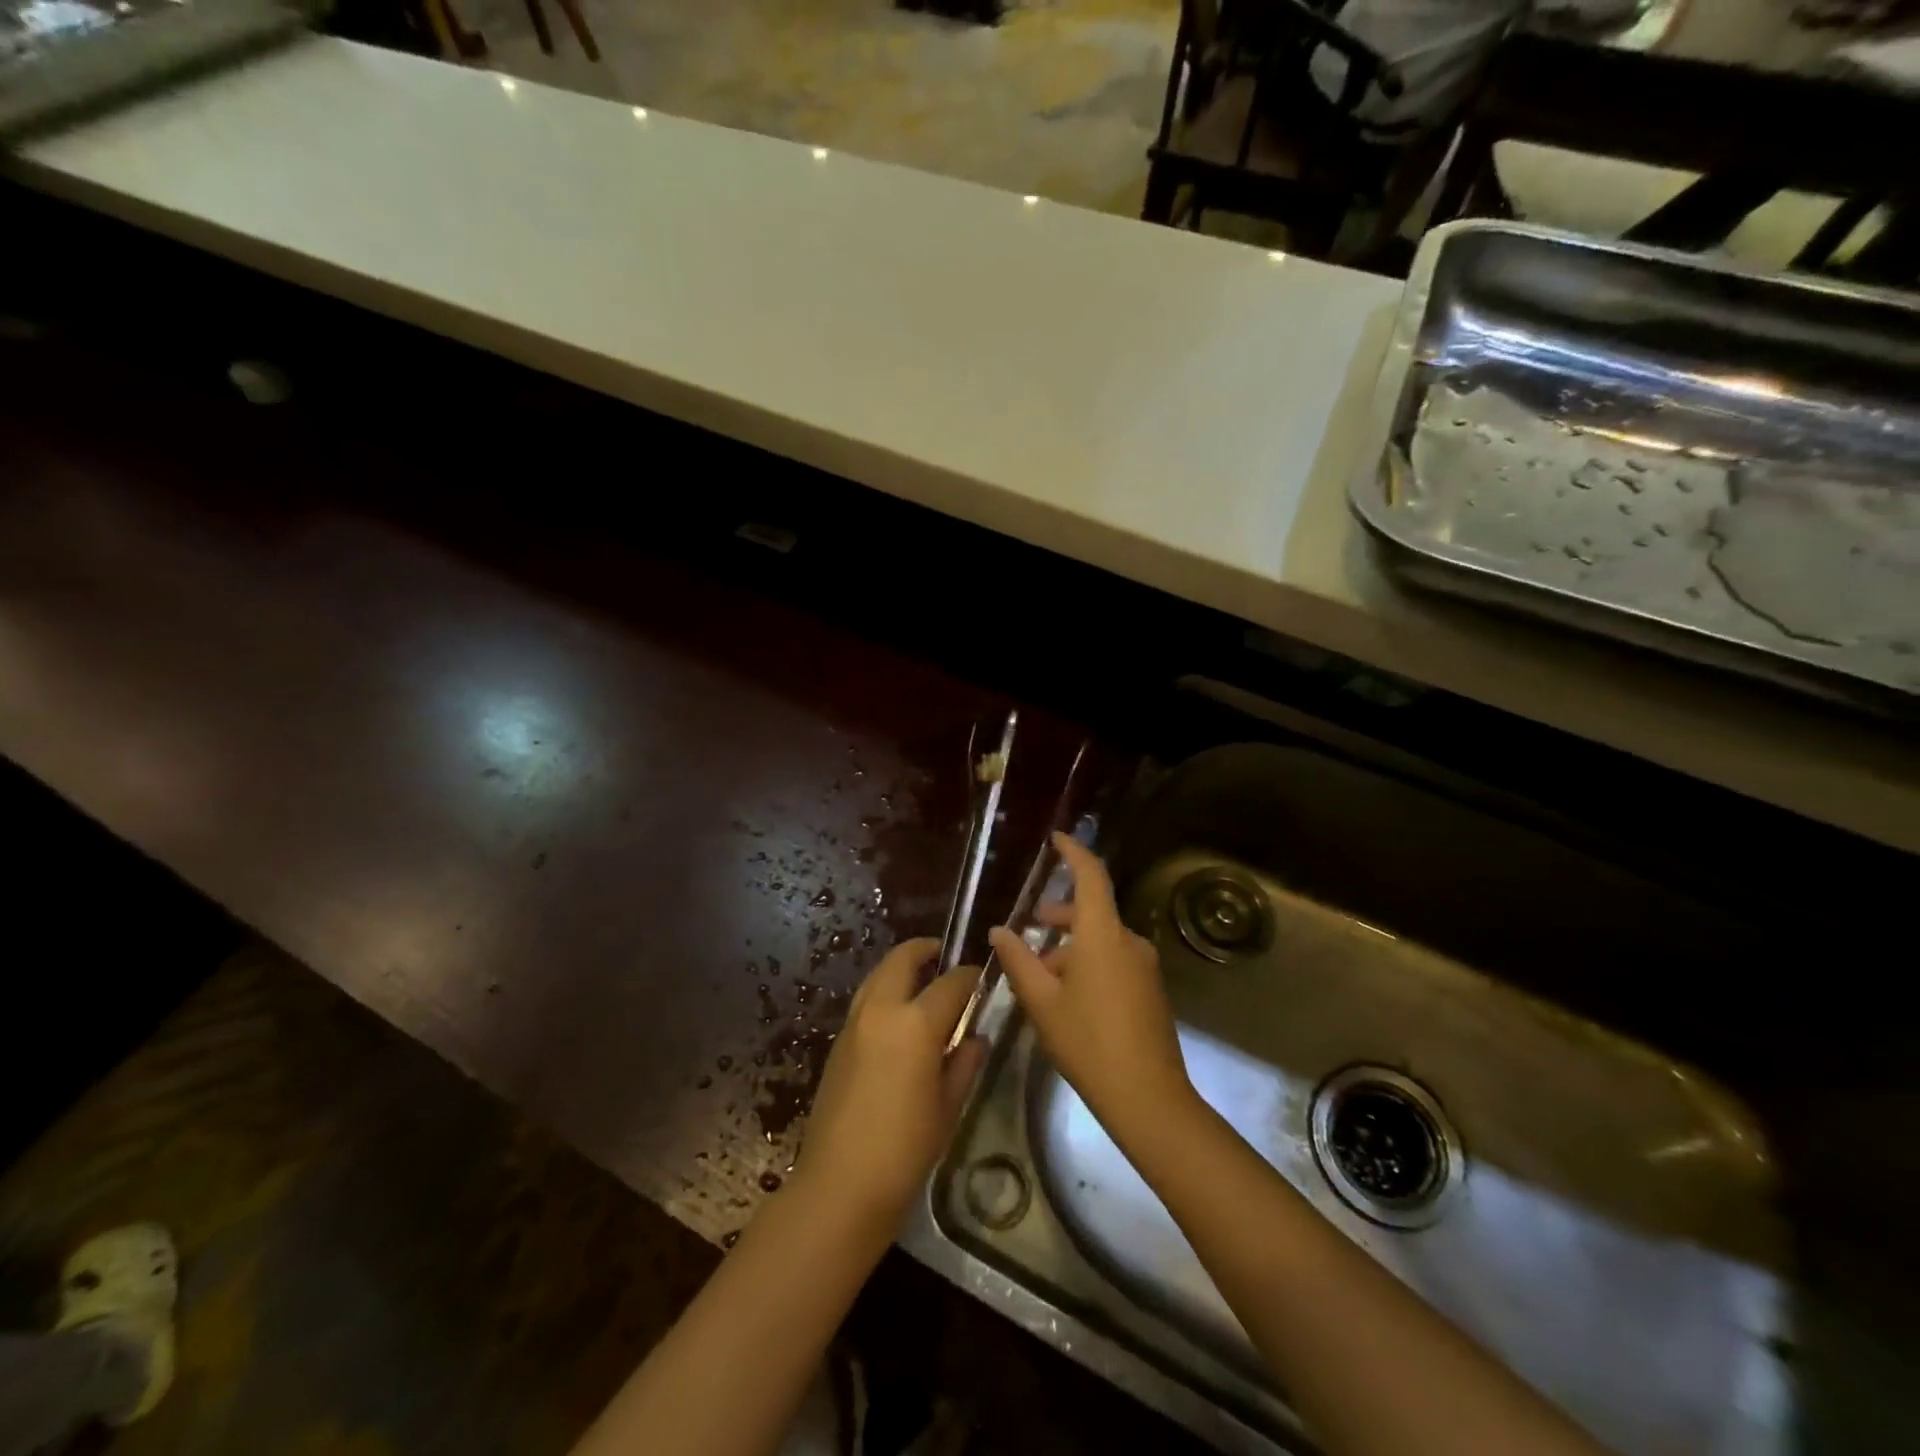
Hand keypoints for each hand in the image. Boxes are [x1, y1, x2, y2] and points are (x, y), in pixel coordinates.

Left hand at [795, 938, 987, 1229]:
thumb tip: (975, 1038)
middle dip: (926, 951)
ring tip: (922, 981)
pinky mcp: (838, 1041)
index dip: (970, 975)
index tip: (983, 977)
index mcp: (915, 1023)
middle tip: (945, 957)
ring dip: (900, 968)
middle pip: (902, 959)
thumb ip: (964, 1063)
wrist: (840, 1186)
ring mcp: (854, 1023)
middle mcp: (881, 1010)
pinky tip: (899, 1017)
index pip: (951, 982)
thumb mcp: (948, 1107)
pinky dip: (884, 992)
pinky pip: (865, 1000)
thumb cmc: (905, 1149)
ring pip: (878, 975)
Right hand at [990, 834, 1191, 1142]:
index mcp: (1103, 935)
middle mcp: (1129, 941)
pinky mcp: (1151, 989)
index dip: (1074, 852)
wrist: (1147, 1096)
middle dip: (1060, 916)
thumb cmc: (1087, 1041)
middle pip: (1092, 911)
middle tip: (1032, 926)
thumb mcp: (1041, 1001)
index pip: (1091, 876)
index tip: (1057, 839)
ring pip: (1101, 940)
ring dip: (1071, 947)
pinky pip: (1115, 960)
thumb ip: (1019, 960)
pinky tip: (1069, 997)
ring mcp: (1145, 966)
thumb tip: (999, 931)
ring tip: (1041, 975)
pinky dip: (1089, 964)